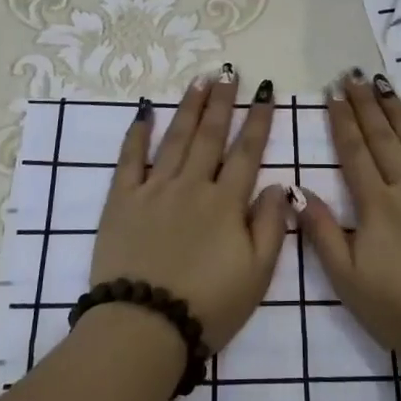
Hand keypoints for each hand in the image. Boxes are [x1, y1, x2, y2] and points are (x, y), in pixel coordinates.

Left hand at [92, 70, 291, 351]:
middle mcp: (192, 185)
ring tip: (200, 81)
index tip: (265, 92)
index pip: (247, 152)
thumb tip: (279, 185)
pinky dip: (137, 134)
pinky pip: (130, 159)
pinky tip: (145, 113)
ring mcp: (154, 189)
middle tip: (229, 73)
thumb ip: (270, 226)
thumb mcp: (257, 275)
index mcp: (226, 203)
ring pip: (176, 139)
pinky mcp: (122, 200)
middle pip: (211, 135)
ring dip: (189, 108)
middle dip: (223, 102)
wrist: (143, 326)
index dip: (259, 120)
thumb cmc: (207, 305)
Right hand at [296, 72, 400, 368]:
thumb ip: (323, 233)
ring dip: (398, 111)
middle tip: (353, 74)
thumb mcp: (348, 280)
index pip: (354, 153)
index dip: (342, 121)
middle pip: (382, 139)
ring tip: (384, 84)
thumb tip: (298, 191)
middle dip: (365, 105)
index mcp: (376, 205)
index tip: (332, 93)